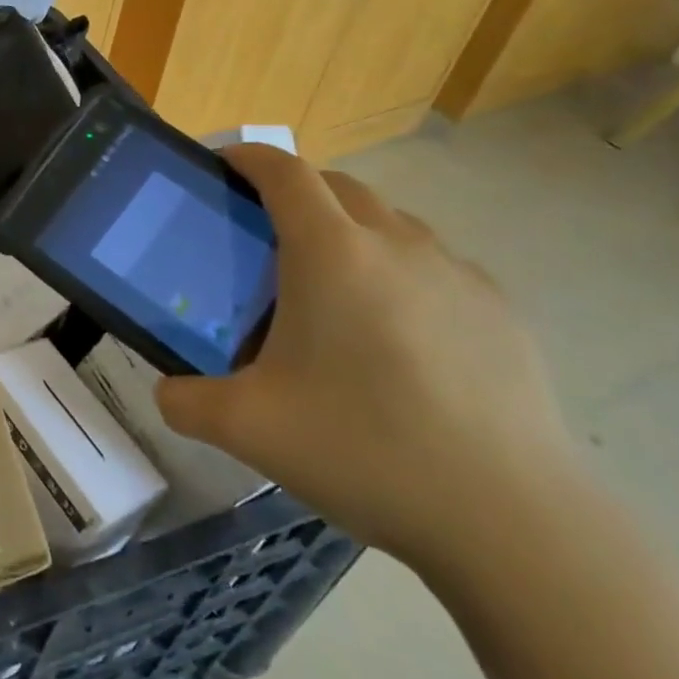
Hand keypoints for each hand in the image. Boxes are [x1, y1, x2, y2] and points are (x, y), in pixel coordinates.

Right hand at [155, 143, 582, 574]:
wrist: (512, 521)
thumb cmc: (364, 449)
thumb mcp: (246, 428)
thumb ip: (185, 401)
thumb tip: (167, 392)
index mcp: (331, 253)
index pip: (283, 171)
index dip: (248, 156)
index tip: (222, 165)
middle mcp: (396, 244)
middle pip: (338, 186)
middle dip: (295, 192)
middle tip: (265, 236)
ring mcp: (457, 274)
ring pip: (390, 222)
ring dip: (350, 231)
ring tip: (331, 290)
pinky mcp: (501, 311)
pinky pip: (434, 266)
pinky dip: (399, 273)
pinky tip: (397, 338)